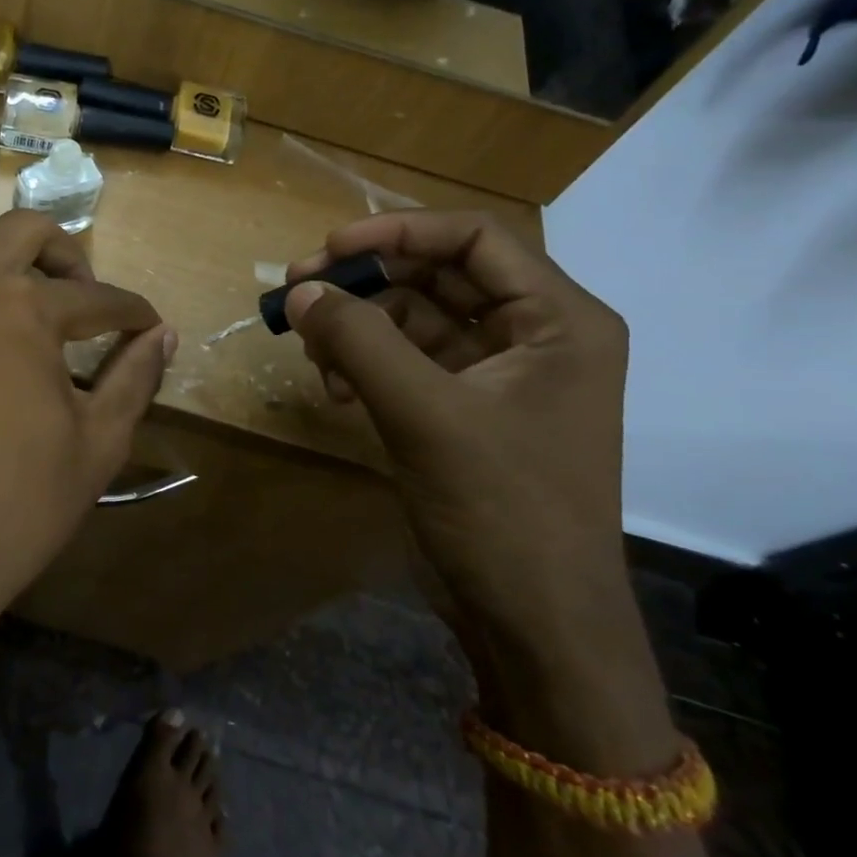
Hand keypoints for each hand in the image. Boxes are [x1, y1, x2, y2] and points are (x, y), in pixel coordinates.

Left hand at [0, 205, 173, 683]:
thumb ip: (135, 378)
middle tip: (79, 299)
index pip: (98, 298)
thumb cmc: (16, 506)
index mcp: (26, 309)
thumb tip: (164, 336)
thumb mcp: (98, 444)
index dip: (130, 314)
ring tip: (2, 281)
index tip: (143, 328)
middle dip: (68, 257)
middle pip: (27, 231)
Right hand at [282, 210, 626, 654]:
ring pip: (415, 321)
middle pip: (439, 276)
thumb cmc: (502, 511)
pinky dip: (366, 367)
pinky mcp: (465, 412)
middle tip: (298, 292)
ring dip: (359, 329)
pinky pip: (406, 364)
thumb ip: (360, 342)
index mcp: (559, 320)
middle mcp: (535, 336)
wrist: (534, 624)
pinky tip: (335, 392)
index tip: (328, 251)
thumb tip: (299, 290)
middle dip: (367, 282)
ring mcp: (498, 377)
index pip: (474, 239)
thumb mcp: (426, 415)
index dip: (398, 232)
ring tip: (314, 353)